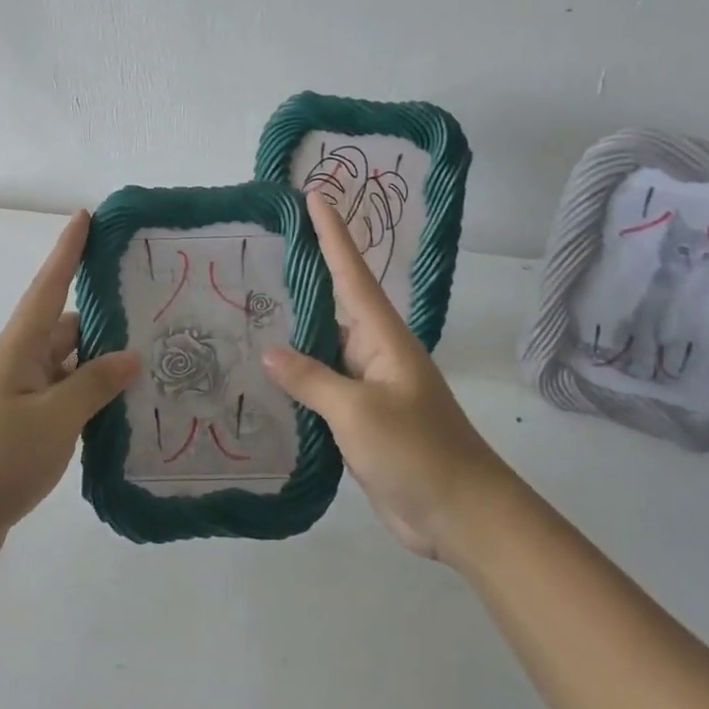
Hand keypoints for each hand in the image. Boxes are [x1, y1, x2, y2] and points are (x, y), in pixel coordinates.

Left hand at [0, 211, 138, 575]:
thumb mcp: (54, 419)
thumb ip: (94, 384)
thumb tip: (129, 356)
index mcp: (20, 349)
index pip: (49, 286)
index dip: (67, 250)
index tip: (86, 216)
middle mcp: (20, 366)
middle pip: (67, 327)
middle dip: (105, 318)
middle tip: (156, 311)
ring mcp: (21, 400)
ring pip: (70, 368)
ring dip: (103, 366)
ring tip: (154, 364)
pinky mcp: (24, 432)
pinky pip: (66, 402)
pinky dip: (92, 402)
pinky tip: (125, 413)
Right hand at [263, 195, 502, 561]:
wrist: (459, 514)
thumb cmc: (417, 451)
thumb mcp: (359, 411)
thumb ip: (313, 379)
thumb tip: (270, 351)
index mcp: (383, 337)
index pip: (351, 273)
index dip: (332, 234)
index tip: (314, 195)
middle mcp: (374, 352)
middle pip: (333, 304)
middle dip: (303, 275)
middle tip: (259, 250)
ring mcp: (368, 386)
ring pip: (324, 347)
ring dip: (294, 329)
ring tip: (248, 306)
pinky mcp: (360, 418)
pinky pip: (322, 385)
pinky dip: (297, 376)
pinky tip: (266, 374)